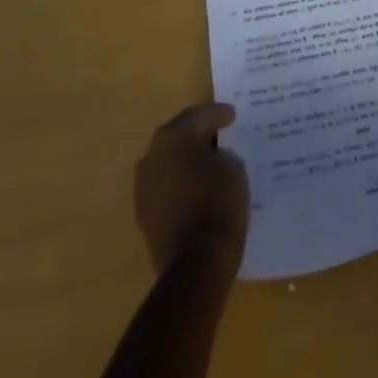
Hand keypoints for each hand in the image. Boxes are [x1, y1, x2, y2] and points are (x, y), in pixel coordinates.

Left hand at [133, 103, 249, 272]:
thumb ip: (220, 152)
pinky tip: (198, 187)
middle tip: (220, 134)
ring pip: (169, 162)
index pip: (200, 115)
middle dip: (199, 134)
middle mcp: (152, 156)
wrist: (196, 263)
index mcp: (173, 136)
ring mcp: (144, 188)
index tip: (233, 116)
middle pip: (179, 136)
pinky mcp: (145, 215)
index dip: (219, 114)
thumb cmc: (218, 202)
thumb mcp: (233, 165)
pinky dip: (181, 183)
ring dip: (186, 160)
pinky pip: (167, 187)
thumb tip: (212, 157)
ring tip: (209, 162)